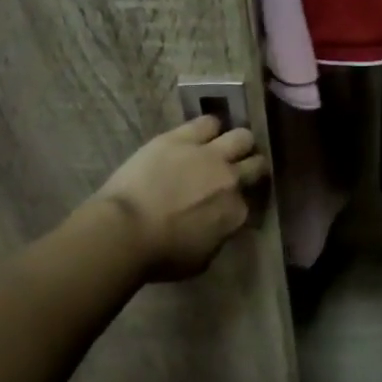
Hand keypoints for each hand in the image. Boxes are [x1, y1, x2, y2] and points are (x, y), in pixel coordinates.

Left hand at [95, 116, 270, 281]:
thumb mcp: (201, 259)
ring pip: (241, 137)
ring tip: (224, 146)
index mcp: (236, 213)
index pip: (249, 201)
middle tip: (239, 169)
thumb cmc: (160, 255)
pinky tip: (202, 133)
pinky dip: (209, 127)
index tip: (231, 201)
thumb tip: (218, 226)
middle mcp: (231, 180)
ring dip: (236, 143)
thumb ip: (218, 237)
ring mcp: (209, 155)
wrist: (125, 231)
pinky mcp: (182, 138)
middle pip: (256, 164)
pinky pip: (207, 122)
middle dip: (251, 166)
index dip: (240, 200)